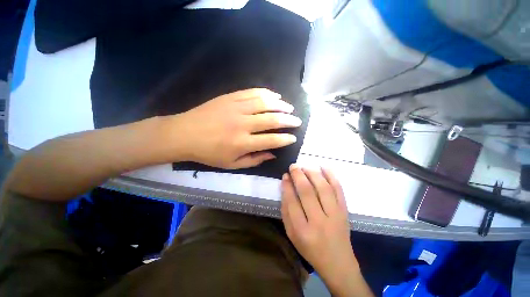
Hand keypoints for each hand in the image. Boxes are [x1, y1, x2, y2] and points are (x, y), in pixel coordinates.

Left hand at [173, 88, 301, 168]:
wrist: (184, 134)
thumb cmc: (208, 153)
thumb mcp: (231, 164)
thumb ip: (254, 160)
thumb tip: (272, 154)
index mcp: (243, 143)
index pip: (271, 140)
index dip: (285, 139)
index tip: (293, 137)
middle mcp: (242, 124)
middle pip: (272, 120)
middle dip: (288, 120)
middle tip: (297, 121)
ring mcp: (236, 108)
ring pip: (265, 103)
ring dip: (280, 105)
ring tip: (289, 108)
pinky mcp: (230, 97)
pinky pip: (252, 92)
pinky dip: (266, 93)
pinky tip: (275, 95)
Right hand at [281, 165, 372, 295]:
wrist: (338, 263)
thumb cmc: (310, 249)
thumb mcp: (291, 235)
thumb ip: (286, 212)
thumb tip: (285, 187)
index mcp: (302, 231)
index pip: (292, 202)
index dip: (287, 186)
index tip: (285, 175)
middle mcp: (319, 222)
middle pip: (307, 192)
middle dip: (298, 175)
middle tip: (294, 166)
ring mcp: (335, 215)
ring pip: (323, 188)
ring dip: (313, 173)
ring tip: (305, 166)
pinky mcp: (345, 212)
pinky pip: (339, 190)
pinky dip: (332, 176)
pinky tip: (324, 167)